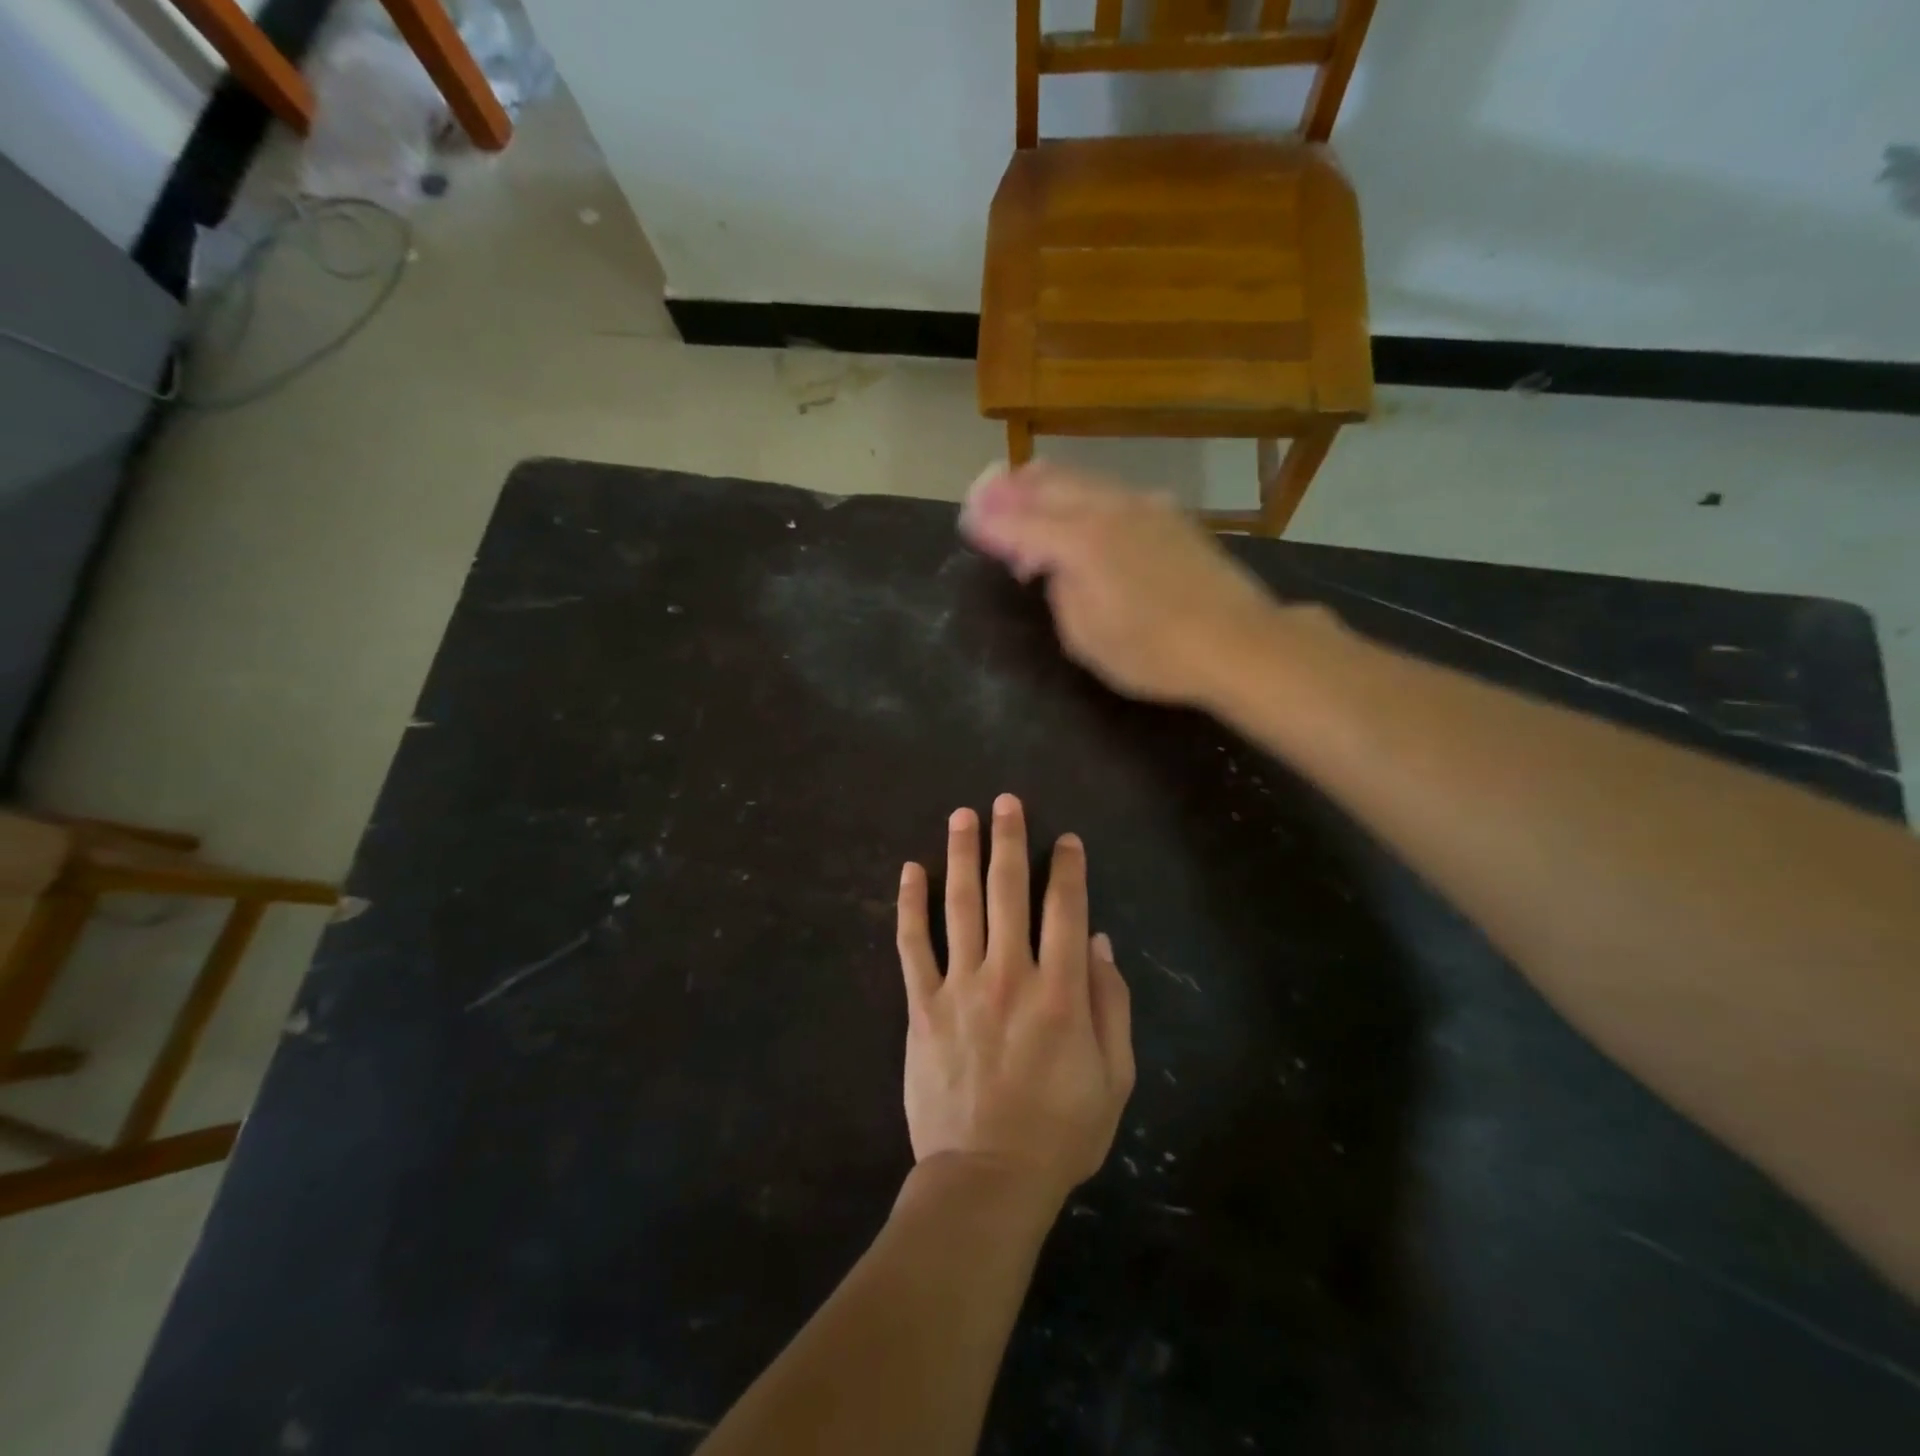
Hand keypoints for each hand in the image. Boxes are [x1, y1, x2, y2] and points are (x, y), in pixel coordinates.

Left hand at [896, 794, 1134, 1206]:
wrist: (987, 1179)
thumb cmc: (1060, 1131)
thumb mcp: (1113, 1077)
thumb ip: (1109, 1004)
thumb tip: (1096, 941)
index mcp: (1059, 991)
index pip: (1065, 909)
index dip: (1068, 868)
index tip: (1067, 839)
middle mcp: (1008, 974)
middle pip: (1008, 892)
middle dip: (1009, 840)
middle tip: (1006, 801)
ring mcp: (960, 987)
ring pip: (960, 905)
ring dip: (961, 855)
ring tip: (962, 815)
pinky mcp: (922, 1006)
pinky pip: (912, 946)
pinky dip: (910, 905)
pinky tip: (910, 870)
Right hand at [960, 462, 1284, 705]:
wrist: (1237, 642)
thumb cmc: (1154, 653)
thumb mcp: (1086, 638)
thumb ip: (1061, 593)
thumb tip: (1055, 567)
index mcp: (1081, 543)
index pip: (1022, 525)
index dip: (991, 523)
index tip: (967, 518)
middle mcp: (1109, 511)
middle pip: (1050, 487)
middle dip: (1013, 488)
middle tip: (986, 489)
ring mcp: (1145, 508)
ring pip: (1085, 481)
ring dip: (1048, 484)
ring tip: (1025, 483)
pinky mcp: (1172, 515)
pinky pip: (1113, 492)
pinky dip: (1084, 494)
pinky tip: (1084, 505)